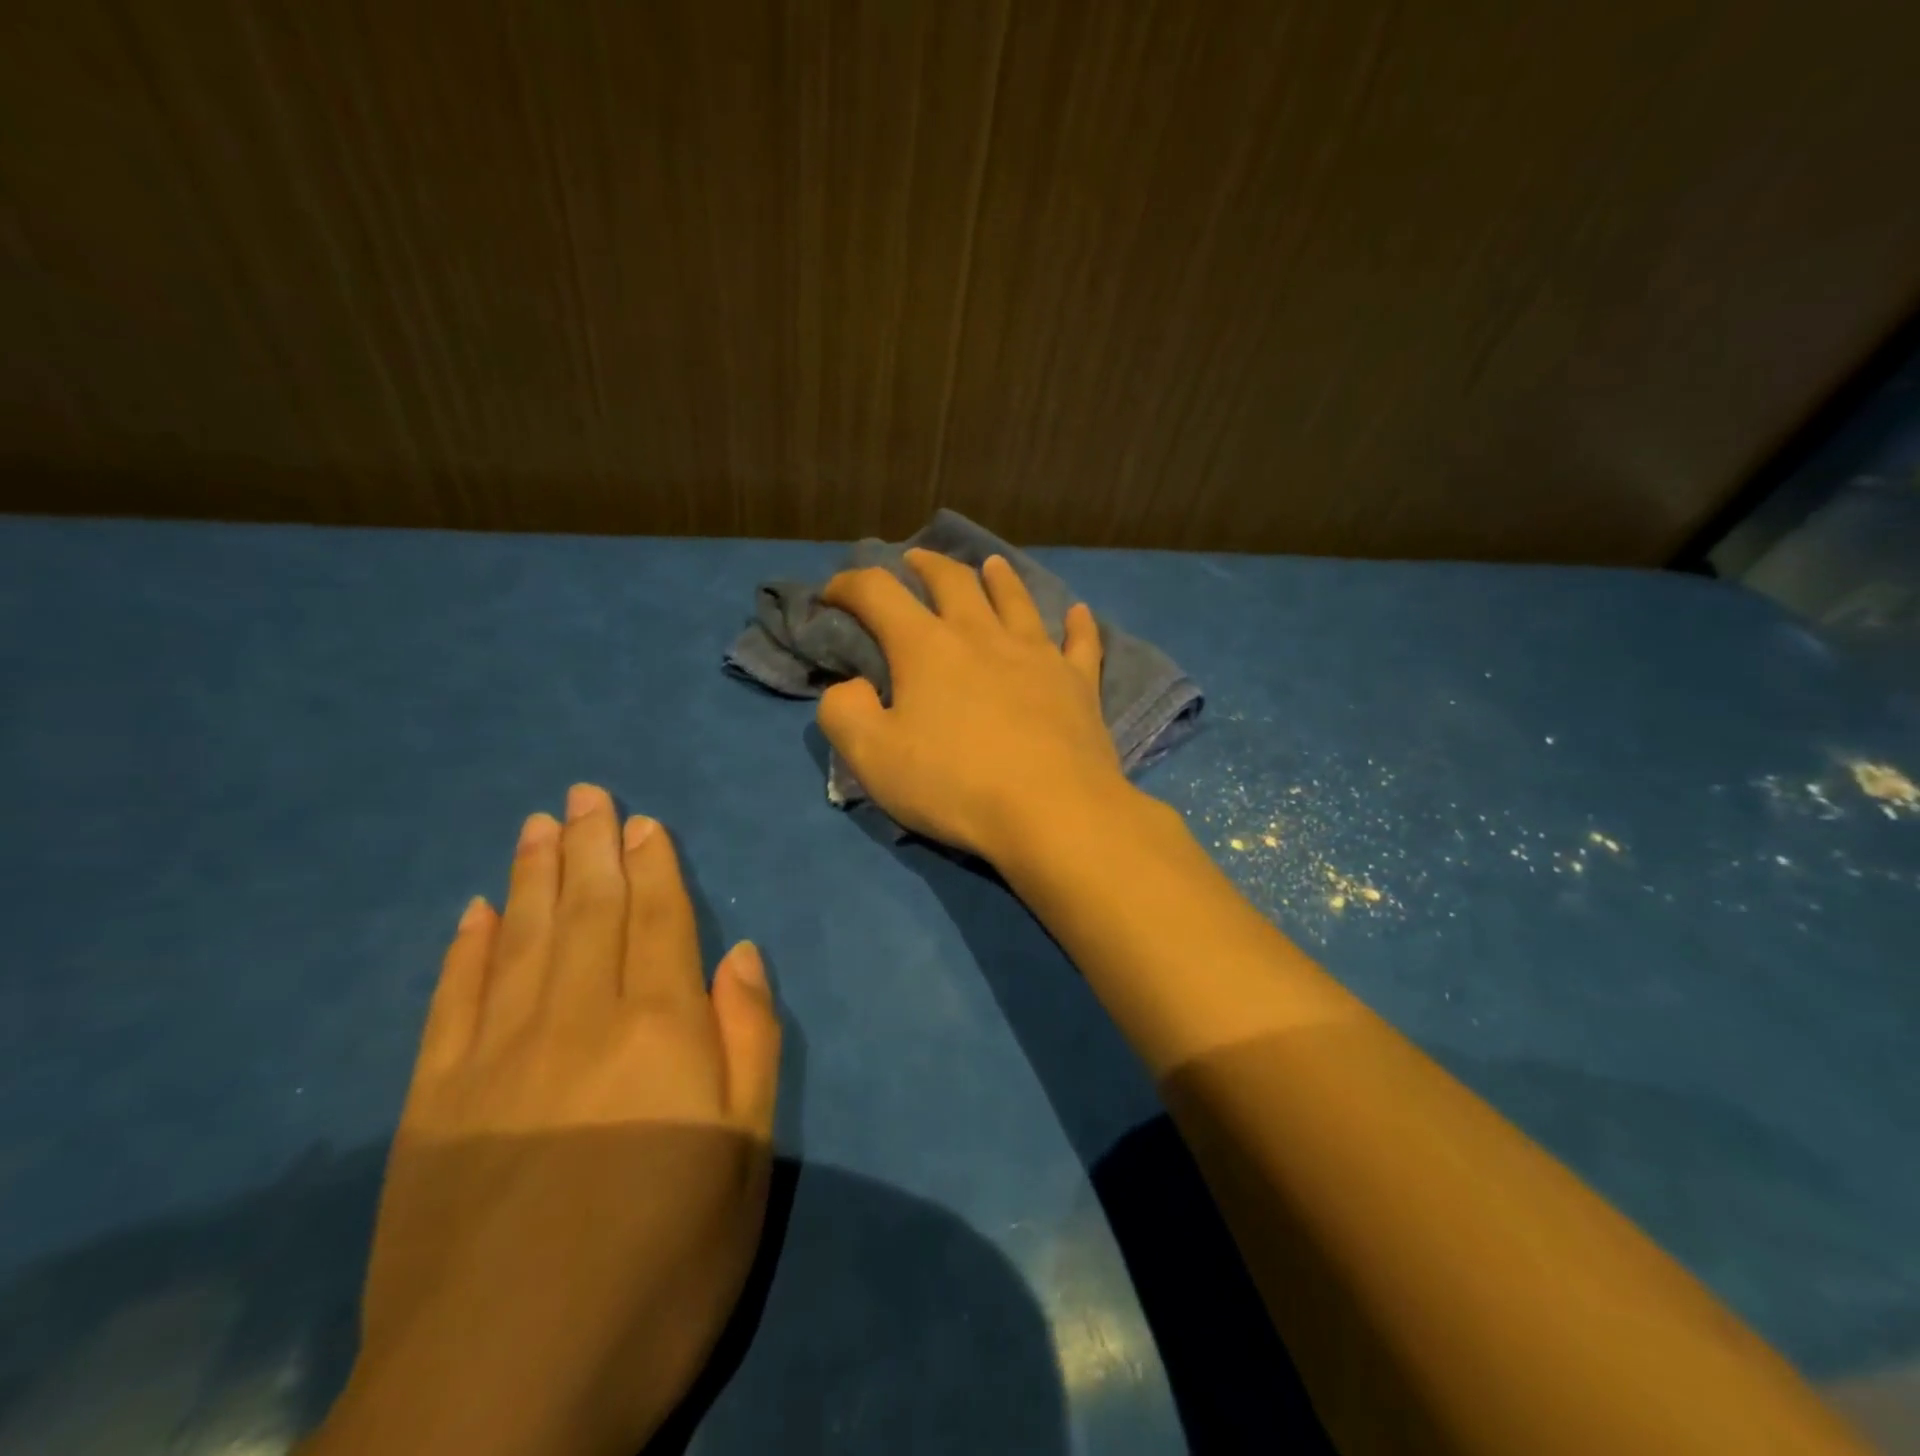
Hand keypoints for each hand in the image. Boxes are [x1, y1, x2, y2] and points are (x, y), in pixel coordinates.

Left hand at [306, 785, 780, 1455]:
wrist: (497, 1400)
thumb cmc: (658, 1269)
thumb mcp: (745, 1159)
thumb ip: (748, 1043)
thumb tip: (740, 954)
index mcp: (659, 1029)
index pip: (658, 919)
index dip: (654, 864)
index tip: (643, 820)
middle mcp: (576, 1018)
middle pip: (587, 909)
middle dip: (591, 845)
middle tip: (586, 792)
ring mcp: (494, 1057)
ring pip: (520, 937)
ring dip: (532, 875)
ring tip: (539, 824)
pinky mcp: (430, 1104)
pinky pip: (451, 1000)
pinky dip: (464, 950)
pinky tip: (473, 913)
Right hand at [818, 549, 1130, 863]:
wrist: (1052, 811)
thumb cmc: (955, 785)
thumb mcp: (872, 758)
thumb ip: (843, 712)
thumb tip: (848, 685)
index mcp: (927, 648)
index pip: (878, 594)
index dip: (850, 585)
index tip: (833, 592)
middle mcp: (983, 636)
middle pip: (953, 581)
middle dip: (927, 565)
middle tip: (914, 560)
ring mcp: (1037, 655)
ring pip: (1016, 600)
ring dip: (1000, 578)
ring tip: (991, 564)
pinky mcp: (1078, 683)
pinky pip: (1081, 642)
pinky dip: (1078, 624)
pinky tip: (1080, 613)